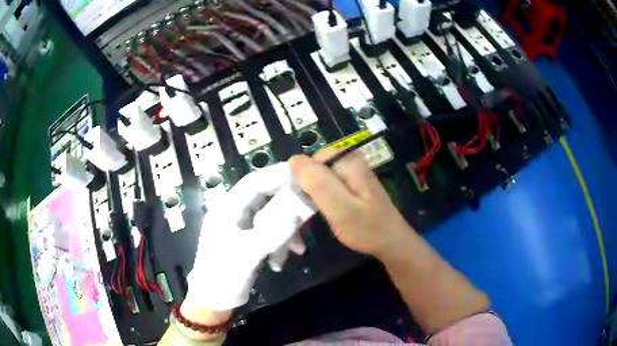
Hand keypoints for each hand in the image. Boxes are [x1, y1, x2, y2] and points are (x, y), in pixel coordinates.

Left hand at [187, 163, 314, 310]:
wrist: (214, 300)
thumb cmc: (223, 274)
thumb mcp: (246, 253)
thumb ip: (271, 232)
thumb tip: (297, 212)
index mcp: (227, 209)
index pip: (253, 182)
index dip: (276, 174)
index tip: (301, 172)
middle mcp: (235, 213)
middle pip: (265, 199)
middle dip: (287, 207)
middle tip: (309, 211)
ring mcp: (242, 228)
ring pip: (270, 218)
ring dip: (285, 231)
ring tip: (298, 249)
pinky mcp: (249, 242)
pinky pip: (270, 234)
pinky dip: (280, 244)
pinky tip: (282, 260)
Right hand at [289, 148, 413, 257]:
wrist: (392, 241)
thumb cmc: (366, 227)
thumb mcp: (339, 207)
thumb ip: (317, 182)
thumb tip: (293, 160)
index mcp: (348, 160)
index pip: (311, 159)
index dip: (303, 178)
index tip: (306, 201)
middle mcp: (351, 160)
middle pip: (316, 166)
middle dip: (309, 185)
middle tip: (315, 208)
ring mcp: (354, 172)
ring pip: (322, 175)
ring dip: (317, 193)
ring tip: (323, 211)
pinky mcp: (355, 183)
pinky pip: (331, 183)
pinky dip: (326, 196)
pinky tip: (333, 210)